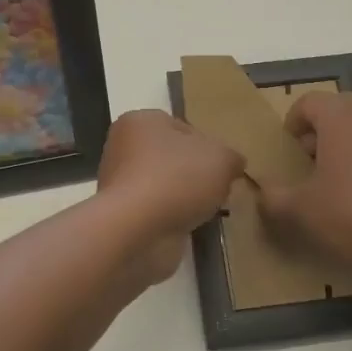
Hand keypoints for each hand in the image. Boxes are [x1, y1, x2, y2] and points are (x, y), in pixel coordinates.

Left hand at [96, 110, 244, 279]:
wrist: (136, 230)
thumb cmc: (176, 179)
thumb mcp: (221, 158)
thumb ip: (231, 157)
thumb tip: (233, 164)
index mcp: (141, 120)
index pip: (183, 127)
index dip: (209, 147)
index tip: (224, 168)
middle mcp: (123, 146)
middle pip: (172, 157)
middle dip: (196, 174)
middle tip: (218, 190)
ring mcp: (118, 182)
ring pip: (164, 185)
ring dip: (184, 197)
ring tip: (205, 211)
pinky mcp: (121, 214)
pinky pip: (155, 210)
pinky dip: (171, 217)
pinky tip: (187, 226)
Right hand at [257, 92, 351, 274]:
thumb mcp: (301, 210)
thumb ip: (274, 197)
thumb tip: (263, 191)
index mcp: (340, 113)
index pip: (307, 103)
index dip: (291, 125)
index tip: (287, 153)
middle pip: (336, 112)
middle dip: (318, 135)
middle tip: (308, 167)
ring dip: (344, 148)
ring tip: (336, 185)